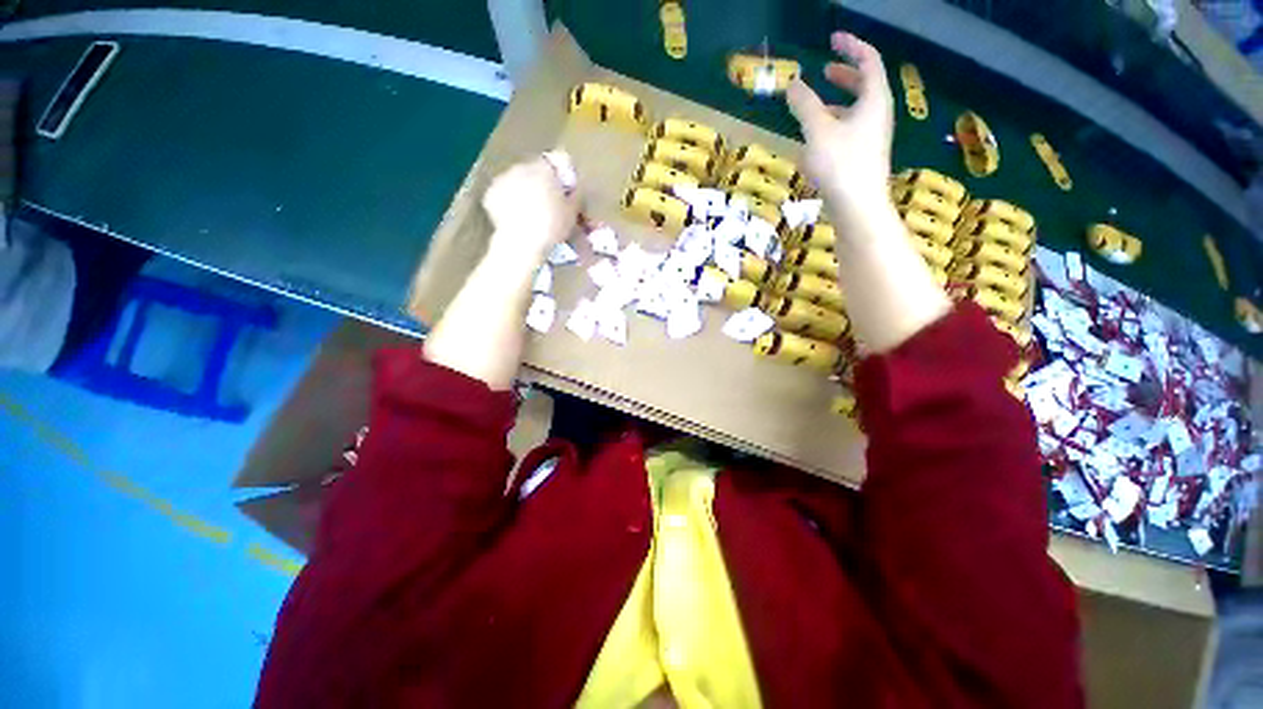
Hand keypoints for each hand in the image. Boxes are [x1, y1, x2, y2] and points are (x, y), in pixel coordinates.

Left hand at [482, 153, 579, 264]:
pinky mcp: (490, 194)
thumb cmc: (552, 227)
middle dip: (544, 185)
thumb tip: (574, 192)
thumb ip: (575, 197)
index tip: (569, 194)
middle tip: (551, 207)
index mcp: (546, 167)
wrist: (521, 243)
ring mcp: (503, 179)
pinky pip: (504, 194)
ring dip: (526, 192)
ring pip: (519, 180)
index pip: (561, 160)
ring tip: (532, 214)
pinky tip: (517, 219)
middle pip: (537, 170)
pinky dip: (510, 203)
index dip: (566, 177)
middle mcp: (523, 166)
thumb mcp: (572, 213)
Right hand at [786, 32, 894, 223]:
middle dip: (844, 75)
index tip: (832, 39)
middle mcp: (878, 115)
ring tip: (814, 106)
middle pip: (865, 85)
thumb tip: (793, 84)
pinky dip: (834, 125)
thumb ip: (804, 105)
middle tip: (824, 72)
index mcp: (874, 99)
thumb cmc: (840, 164)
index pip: (868, 60)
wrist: (857, 207)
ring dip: (836, 102)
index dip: (851, 46)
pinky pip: (850, 131)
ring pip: (856, 110)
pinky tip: (816, 138)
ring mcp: (872, 138)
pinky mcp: (863, 158)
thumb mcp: (818, 130)